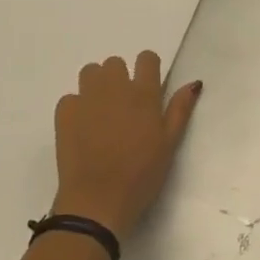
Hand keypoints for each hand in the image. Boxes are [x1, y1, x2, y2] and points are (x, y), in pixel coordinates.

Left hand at [51, 52, 201, 238]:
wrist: (98, 201)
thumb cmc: (142, 175)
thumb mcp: (170, 144)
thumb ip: (180, 110)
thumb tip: (194, 83)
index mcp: (144, 94)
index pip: (147, 58)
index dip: (148, 68)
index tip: (148, 86)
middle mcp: (115, 88)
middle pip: (115, 62)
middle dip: (119, 77)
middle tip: (123, 105)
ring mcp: (87, 99)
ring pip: (90, 72)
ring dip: (96, 85)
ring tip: (101, 111)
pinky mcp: (64, 113)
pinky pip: (70, 98)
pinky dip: (76, 107)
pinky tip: (82, 128)